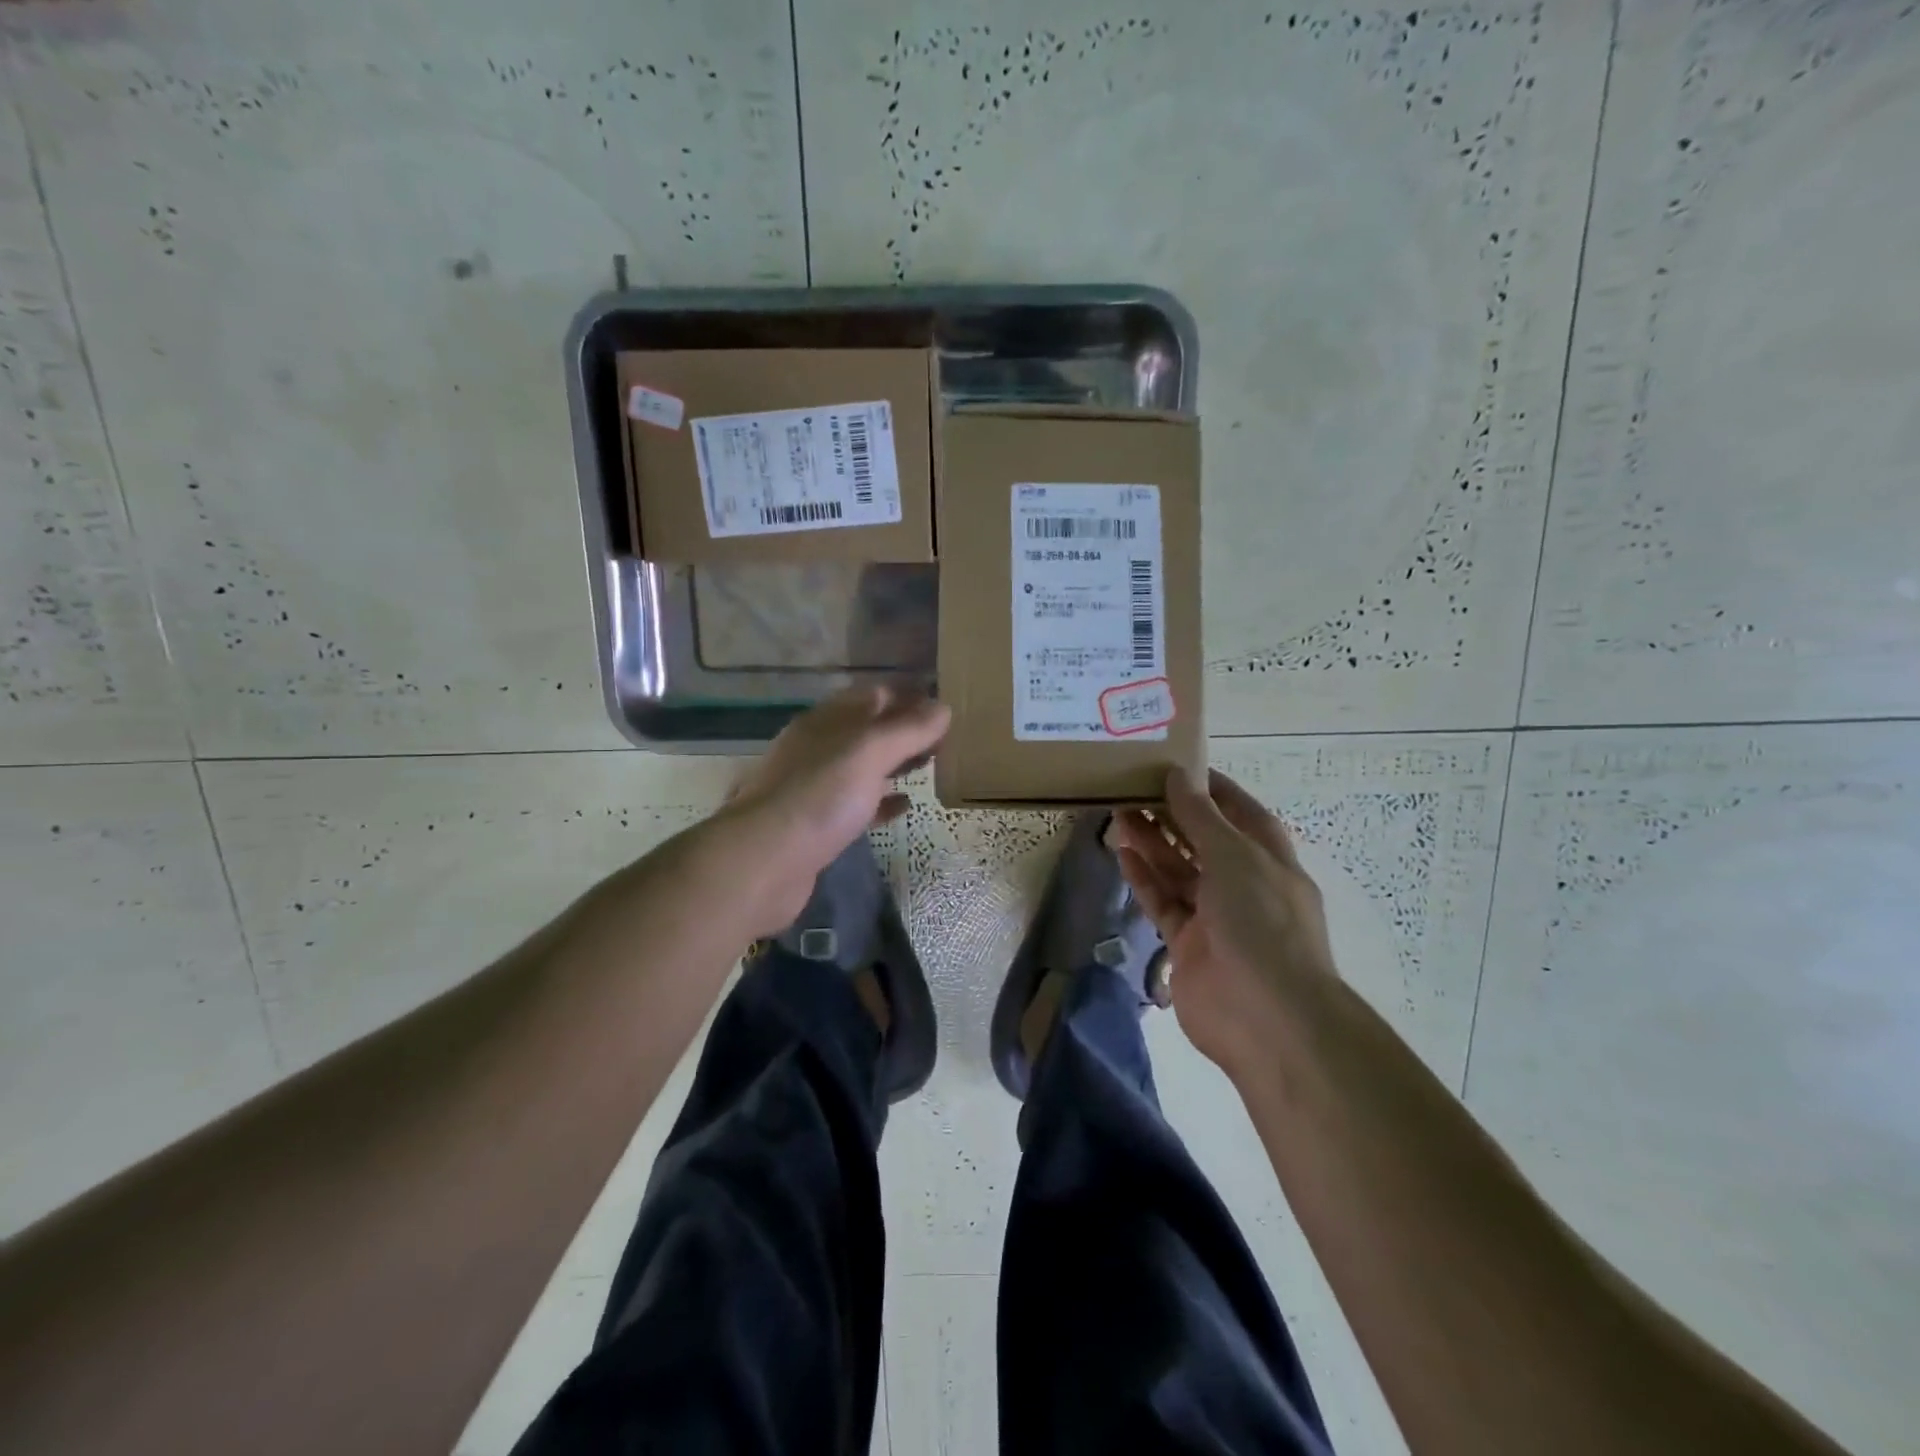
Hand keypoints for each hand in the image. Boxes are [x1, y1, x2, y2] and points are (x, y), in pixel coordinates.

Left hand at [715, 685, 950, 934]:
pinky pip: (858, 803)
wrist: (764, 862)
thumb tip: (943, 707)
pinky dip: (883, 801)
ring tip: (932, 766)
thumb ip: (907, 729)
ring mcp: (816, 787)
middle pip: (869, 730)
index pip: (874, 696)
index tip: (945, 706)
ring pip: (864, 766)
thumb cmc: (819, 797)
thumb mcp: (869, 752)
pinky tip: (905, 805)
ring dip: (896, 763)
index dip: (909, 696)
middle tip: (946, 739)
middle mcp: (819, 747)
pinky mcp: (818, 824)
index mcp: (827, 721)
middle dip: (905, 730)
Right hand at [1113, 768, 1337, 1074]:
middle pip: (1203, 840)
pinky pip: (1163, 902)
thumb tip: (1177, 776)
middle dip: (1172, 815)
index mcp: (1268, 859)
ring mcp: (1214, 916)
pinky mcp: (1187, 944)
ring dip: (1152, 843)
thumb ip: (1201, 817)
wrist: (1266, 1016)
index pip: (1239, 813)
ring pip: (1178, 870)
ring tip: (1118, 813)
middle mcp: (1243, 883)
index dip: (1210, 789)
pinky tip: (1122, 854)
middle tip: (1132, 788)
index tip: (1175, 767)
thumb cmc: (1261, 922)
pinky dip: (1144, 879)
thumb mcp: (1235, 857)